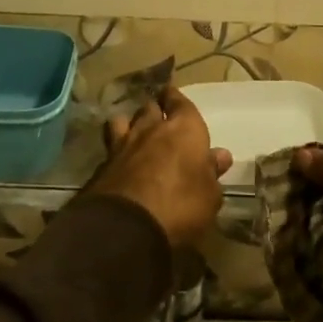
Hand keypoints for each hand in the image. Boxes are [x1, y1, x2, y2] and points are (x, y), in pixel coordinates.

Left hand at [84, 86, 228, 247]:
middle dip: (155, 110)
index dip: (176, 99)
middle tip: (159, 117)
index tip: (173, 96)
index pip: (180, 103)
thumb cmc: (181, 205)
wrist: (128, 225)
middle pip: (151, 107)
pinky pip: (111, 145)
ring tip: (134, 131)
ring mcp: (124, 144)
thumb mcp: (209, 195)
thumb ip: (212, 172)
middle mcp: (152, 128)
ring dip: (131, 123)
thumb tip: (219, 156)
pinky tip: (119, 158)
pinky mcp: (103, 164)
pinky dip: (116, 148)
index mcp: (185, 129)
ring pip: (125, 120)